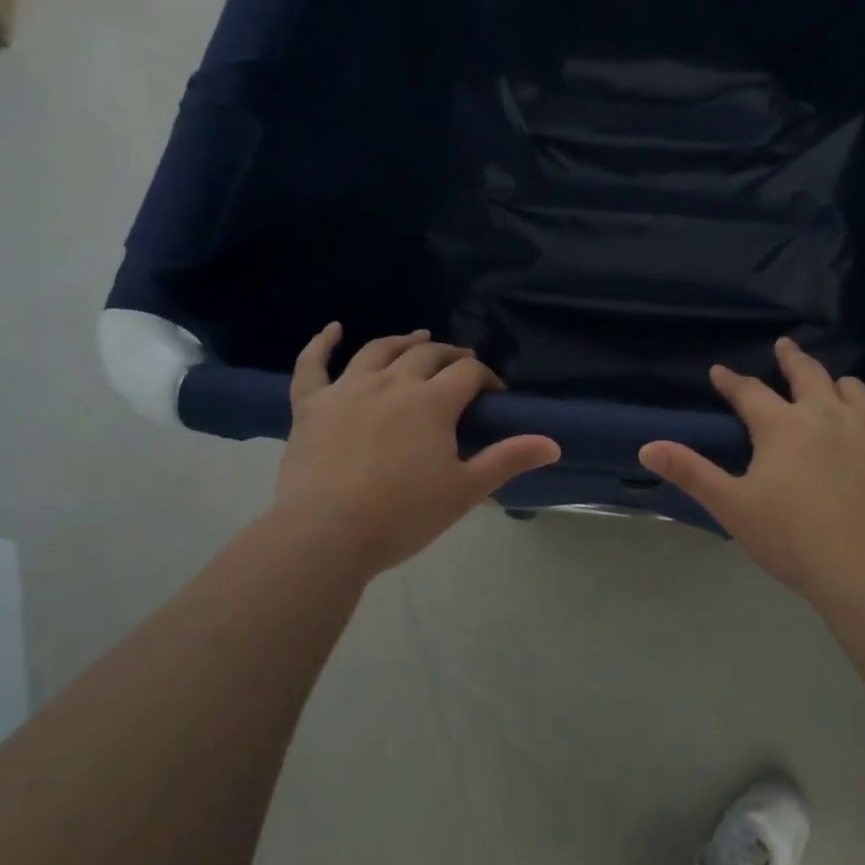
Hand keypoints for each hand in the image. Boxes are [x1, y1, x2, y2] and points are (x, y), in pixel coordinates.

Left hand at [267, 325, 560, 580]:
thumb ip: (508, 460)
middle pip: (427, 354)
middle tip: (462, 365)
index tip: (494, 395)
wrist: (325, 536)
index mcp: (432, 401)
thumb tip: (553, 444)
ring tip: (417, 338)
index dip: (486, 378)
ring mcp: (347, 389)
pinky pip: (313, 364)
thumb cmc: (403, 515)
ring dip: (403, 340)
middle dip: (450, 355)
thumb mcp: (465, 490)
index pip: (468, 373)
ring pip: (378, 350)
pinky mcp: (311, 405)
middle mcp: (392, 382)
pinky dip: (321, 343)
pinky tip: (332, 329)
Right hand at [638, 338, 864, 605]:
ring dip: (835, 384)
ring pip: (852, 386)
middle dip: (790, 357)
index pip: (749, 391)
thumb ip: (691, 473)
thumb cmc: (794, 540)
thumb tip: (647, 447)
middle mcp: (826, 412)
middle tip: (784, 347)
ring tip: (829, 388)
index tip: (719, 371)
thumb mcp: (733, 508)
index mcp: (782, 426)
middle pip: (807, 372)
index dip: (731, 381)